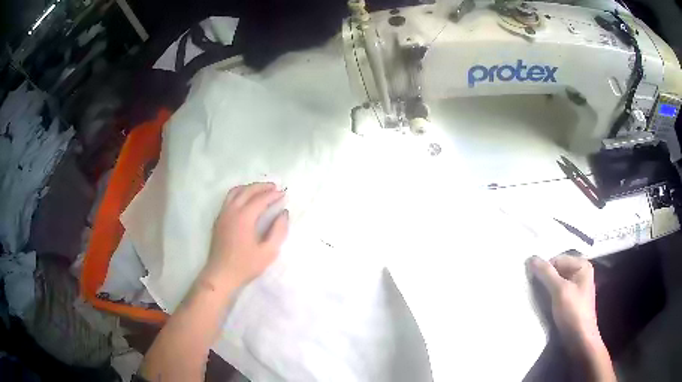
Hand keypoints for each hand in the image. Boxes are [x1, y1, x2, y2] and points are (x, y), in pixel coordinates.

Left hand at [205, 182, 288, 287]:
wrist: (221, 274)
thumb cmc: (246, 265)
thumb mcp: (268, 252)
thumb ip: (278, 231)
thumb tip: (283, 213)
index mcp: (244, 217)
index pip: (260, 199)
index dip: (273, 195)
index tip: (283, 194)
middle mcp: (232, 211)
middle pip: (247, 191)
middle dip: (262, 187)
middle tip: (274, 187)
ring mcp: (223, 214)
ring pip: (235, 192)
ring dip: (249, 188)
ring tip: (260, 190)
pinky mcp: (218, 219)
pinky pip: (229, 198)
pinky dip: (240, 193)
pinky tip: (246, 200)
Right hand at [530, 255, 600, 353]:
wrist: (580, 339)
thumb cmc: (573, 312)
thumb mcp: (560, 290)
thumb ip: (546, 273)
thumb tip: (531, 258)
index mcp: (582, 265)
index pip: (557, 260)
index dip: (544, 269)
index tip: (531, 282)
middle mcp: (580, 273)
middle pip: (557, 270)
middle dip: (545, 279)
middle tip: (531, 289)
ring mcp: (576, 287)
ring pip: (556, 283)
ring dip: (545, 289)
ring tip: (535, 298)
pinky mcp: (571, 300)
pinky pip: (558, 293)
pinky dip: (549, 297)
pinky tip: (542, 304)